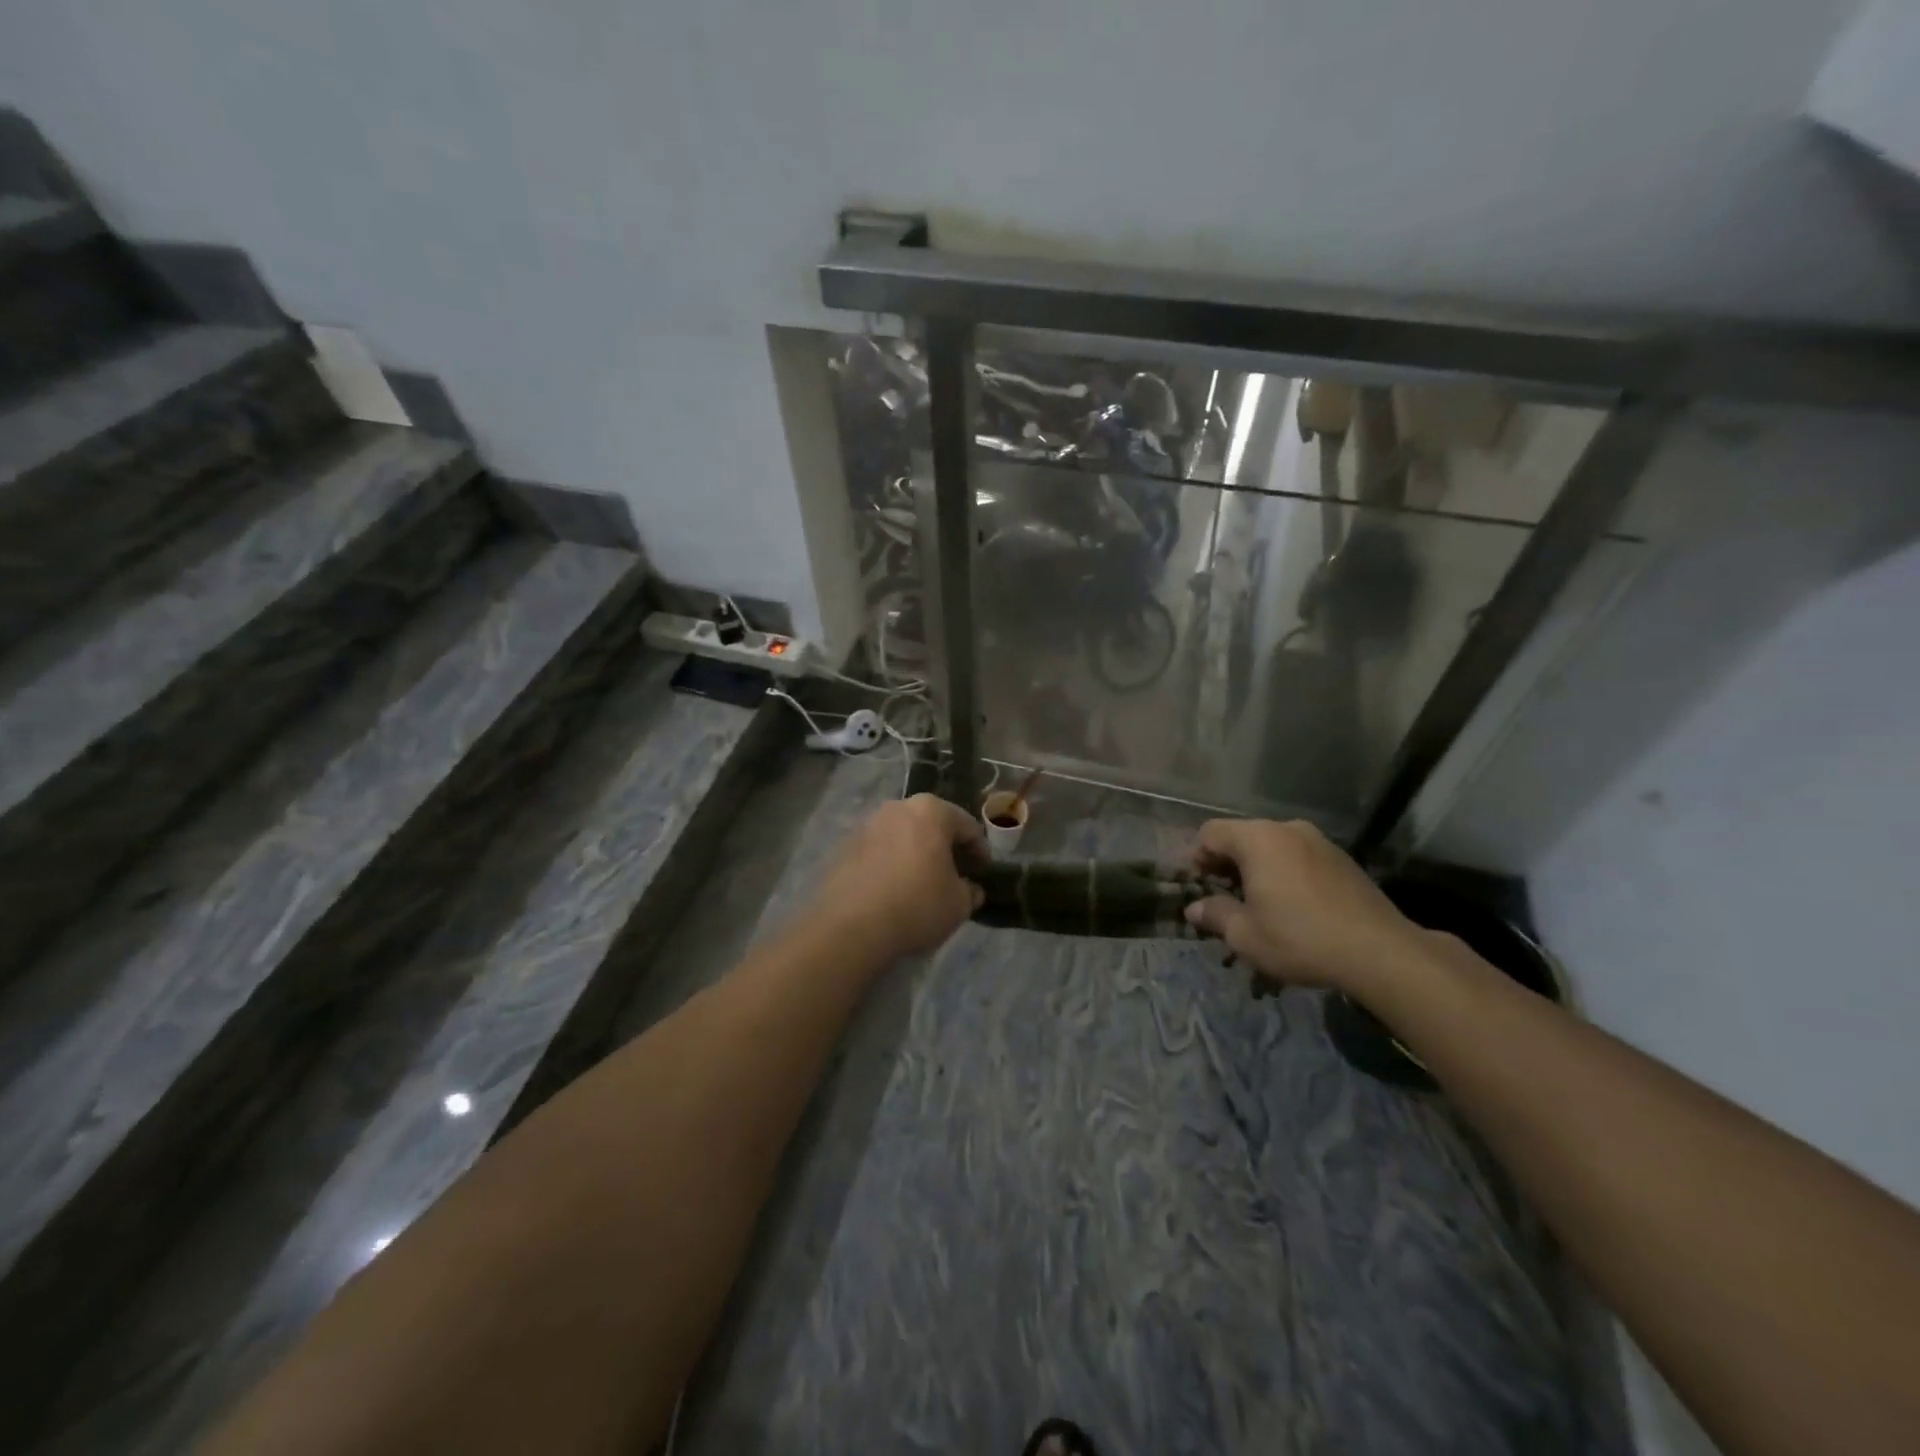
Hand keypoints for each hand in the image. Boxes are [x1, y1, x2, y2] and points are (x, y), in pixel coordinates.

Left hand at [816, 795, 986, 960]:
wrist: (850, 927)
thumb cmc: (916, 905)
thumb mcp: (958, 904)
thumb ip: (970, 891)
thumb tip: (970, 889)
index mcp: (931, 811)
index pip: (967, 826)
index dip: (980, 851)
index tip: (983, 873)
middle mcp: (897, 808)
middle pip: (932, 825)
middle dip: (945, 848)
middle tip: (956, 875)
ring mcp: (867, 825)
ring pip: (903, 836)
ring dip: (916, 854)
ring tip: (923, 883)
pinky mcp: (845, 846)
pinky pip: (879, 851)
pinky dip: (891, 864)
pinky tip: (894, 890)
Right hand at [1183, 818, 1431, 996]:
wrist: (1381, 952)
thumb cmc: (1300, 938)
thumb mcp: (1245, 935)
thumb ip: (1215, 914)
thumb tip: (1195, 908)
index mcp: (1257, 839)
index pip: (1210, 833)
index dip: (1196, 858)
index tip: (1197, 887)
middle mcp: (1287, 829)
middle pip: (1242, 837)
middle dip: (1226, 865)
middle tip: (1222, 899)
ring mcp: (1319, 842)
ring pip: (1272, 847)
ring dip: (1257, 870)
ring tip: (1258, 905)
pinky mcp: (1342, 859)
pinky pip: (1299, 858)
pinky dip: (1285, 874)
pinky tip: (1291, 907)